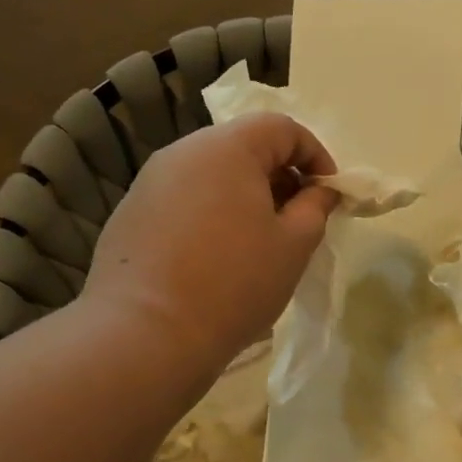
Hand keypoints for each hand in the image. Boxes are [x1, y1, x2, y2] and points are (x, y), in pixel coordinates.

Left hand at [84, 114, 339, 374]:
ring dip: (245, 194)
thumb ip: (315, 208)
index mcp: (227, 149)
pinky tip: (218, 255)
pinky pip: (185, 197)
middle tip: (299, 217)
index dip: (315, 155)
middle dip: (280, 174)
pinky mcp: (132, 213)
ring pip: (212, 173)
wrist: (146, 333)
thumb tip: (321, 192)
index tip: (329, 194)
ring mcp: (151, 181)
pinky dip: (212, 212)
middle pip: (244, 145)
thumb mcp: (294, 245)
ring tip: (261, 239)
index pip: (282, 128)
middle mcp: (183, 152)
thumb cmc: (235, 282)